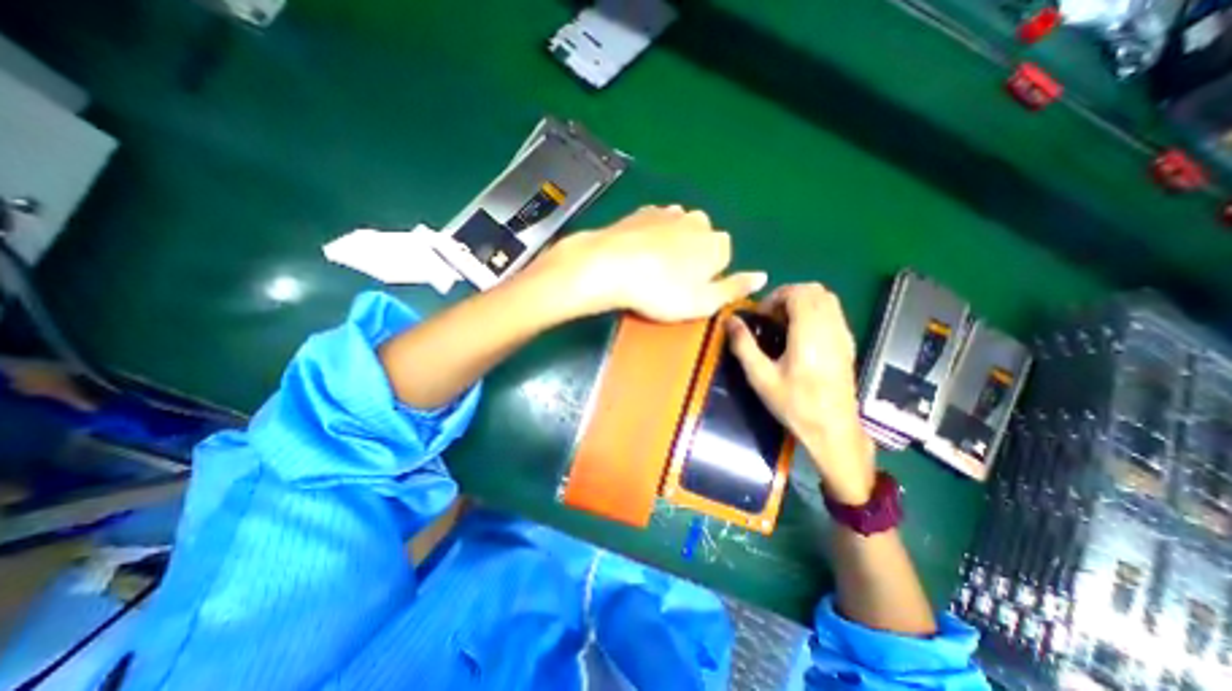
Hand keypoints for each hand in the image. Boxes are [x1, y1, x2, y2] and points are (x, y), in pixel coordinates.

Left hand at [536, 204, 765, 321]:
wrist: (610, 265)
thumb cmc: (660, 291)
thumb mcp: (702, 302)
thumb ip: (734, 289)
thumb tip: (761, 276)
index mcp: (716, 243)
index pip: (723, 257)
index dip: (708, 275)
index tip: (689, 290)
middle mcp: (698, 221)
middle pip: (703, 241)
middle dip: (692, 258)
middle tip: (669, 281)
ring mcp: (669, 213)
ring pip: (680, 230)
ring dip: (673, 245)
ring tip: (652, 268)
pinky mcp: (643, 212)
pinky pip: (657, 224)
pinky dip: (653, 236)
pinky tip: (639, 252)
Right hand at [729, 282, 874, 504]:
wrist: (833, 429)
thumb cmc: (794, 404)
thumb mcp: (761, 377)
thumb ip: (744, 345)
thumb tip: (730, 320)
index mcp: (809, 333)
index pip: (799, 293)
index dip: (776, 297)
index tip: (761, 316)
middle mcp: (831, 328)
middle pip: (815, 290)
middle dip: (788, 296)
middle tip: (770, 317)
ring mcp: (844, 335)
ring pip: (827, 299)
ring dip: (802, 303)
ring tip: (783, 325)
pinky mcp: (848, 344)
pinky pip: (833, 313)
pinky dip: (814, 312)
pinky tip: (800, 336)